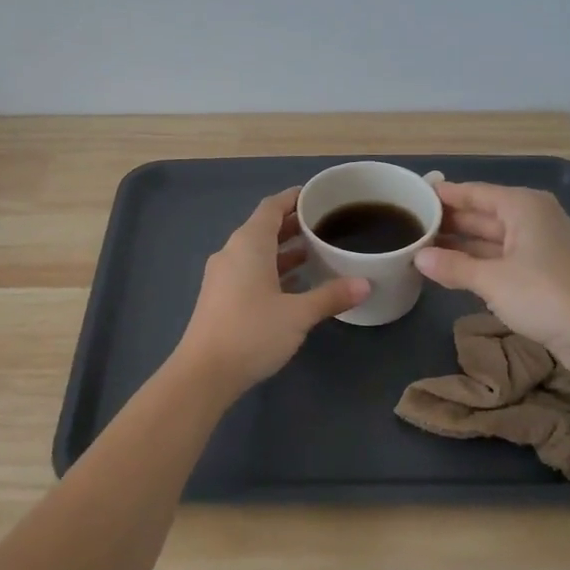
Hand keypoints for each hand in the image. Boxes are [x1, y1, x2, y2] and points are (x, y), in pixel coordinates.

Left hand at [174, 188, 370, 392]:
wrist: (204, 373)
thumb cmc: (252, 332)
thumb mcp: (298, 314)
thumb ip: (331, 296)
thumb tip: (365, 284)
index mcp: (249, 243)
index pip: (272, 207)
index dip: (293, 198)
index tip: (318, 196)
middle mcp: (232, 252)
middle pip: (264, 228)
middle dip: (293, 225)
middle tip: (326, 225)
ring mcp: (223, 275)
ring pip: (257, 252)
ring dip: (284, 250)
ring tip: (317, 253)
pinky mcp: (221, 297)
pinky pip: (250, 271)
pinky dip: (272, 270)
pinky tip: (295, 285)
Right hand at [415, 181, 569, 377]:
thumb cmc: (544, 294)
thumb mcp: (492, 280)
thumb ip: (453, 266)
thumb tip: (418, 257)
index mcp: (523, 206)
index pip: (475, 192)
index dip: (444, 194)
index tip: (414, 195)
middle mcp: (532, 218)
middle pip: (483, 213)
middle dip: (450, 221)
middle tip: (411, 225)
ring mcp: (540, 246)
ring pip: (491, 238)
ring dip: (461, 245)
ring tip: (422, 247)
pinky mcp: (543, 273)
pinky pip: (501, 259)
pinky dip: (478, 262)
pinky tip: (452, 270)